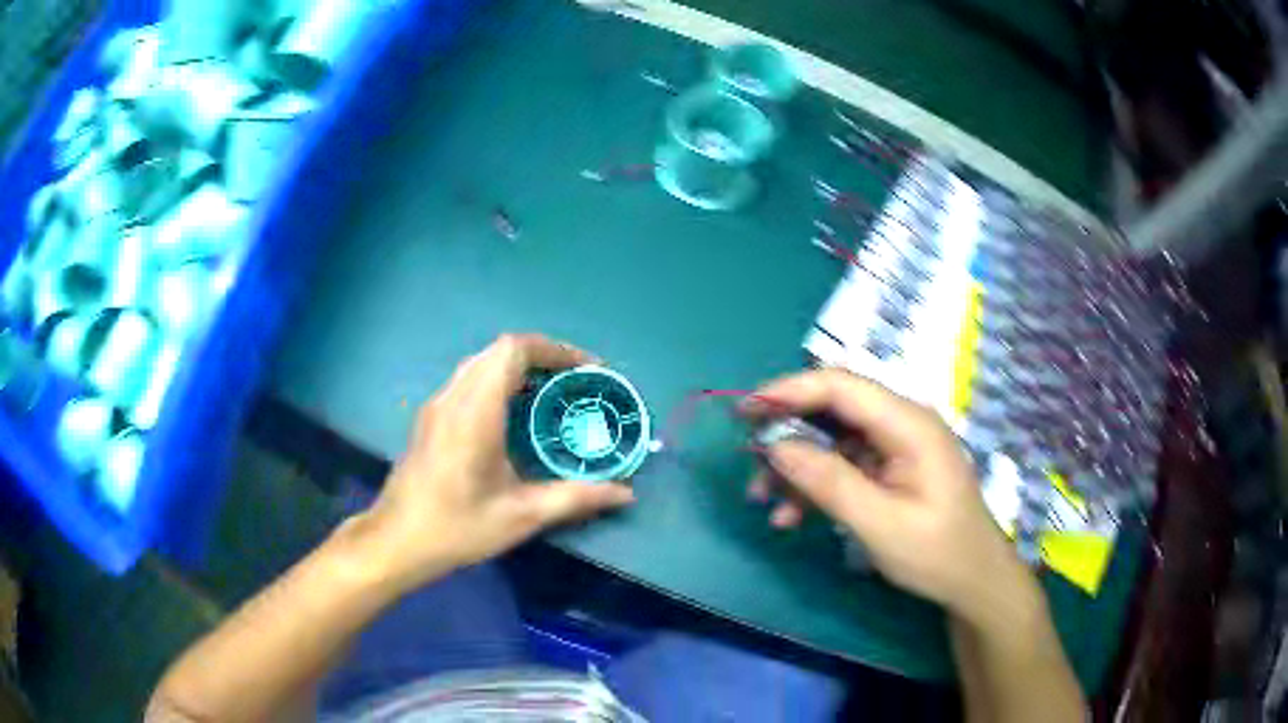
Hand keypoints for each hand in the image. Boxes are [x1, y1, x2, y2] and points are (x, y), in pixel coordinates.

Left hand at [355, 334, 634, 591]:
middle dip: (542, 357)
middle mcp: (453, 397)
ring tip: (551, 395)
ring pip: (482, 363)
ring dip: (518, 368)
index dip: (555, 350)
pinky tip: (514, 416)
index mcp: (475, 411)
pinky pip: (469, 381)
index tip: (586, 371)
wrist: (396, 542)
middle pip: (499, 351)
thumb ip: (576, 498)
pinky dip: (498, 382)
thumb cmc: (457, 527)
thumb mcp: (521, 516)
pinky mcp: (430, 419)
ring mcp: (437, 406)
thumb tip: (625, 494)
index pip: (514, 349)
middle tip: (575, 384)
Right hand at [744, 369, 1034, 620]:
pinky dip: (815, 484)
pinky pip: (843, 464)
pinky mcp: (889, 468)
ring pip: (832, 439)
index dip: (790, 390)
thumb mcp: (881, 524)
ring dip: (796, 466)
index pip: (842, 386)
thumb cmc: (936, 553)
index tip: (746, 410)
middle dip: (788, 430)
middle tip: (748, 454)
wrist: (972, 580)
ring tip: (763, 499)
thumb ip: (830, 483)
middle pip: (834, 408)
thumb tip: (776, 447)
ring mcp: (895, 446)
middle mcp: (901, 423)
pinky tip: (791, 516)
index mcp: (909, 424)